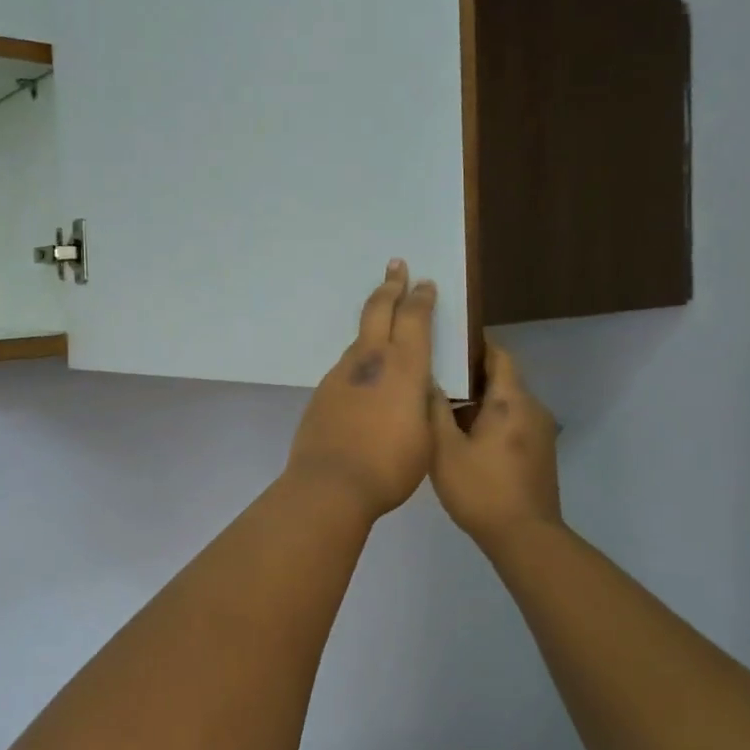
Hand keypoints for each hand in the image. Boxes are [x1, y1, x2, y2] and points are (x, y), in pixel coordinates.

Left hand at [285, 261, 437, 523]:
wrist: (331, 483)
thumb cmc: (390, 465)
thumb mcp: (426, 436)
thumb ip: (424, 404)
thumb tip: (419, 388)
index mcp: (403, 367)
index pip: (414, 318)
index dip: (421, 298)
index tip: (425, 283)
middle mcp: (369, 360)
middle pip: (378, 310)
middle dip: (390, 285)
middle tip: (395, 266)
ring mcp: (341, 373)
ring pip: (360, 337)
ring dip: (373, 323)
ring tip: (383, 320)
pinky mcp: (323, 391)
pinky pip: (347, 365)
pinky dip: (360, 358)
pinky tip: (365, 376)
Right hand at [430, 344, 563, 552]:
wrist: (525, 537)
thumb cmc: (481, 489)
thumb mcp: (445, 448)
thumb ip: (435, 409)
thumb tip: (426, 379)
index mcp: (511, 400)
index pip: (498, 354)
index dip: (474, 344)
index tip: (446, 342)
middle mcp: (532, 408)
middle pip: (502, 377)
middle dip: (469, 374)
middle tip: (433, 375)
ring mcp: (540, 431)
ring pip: (506, 402)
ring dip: (478, 400)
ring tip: (441, 406)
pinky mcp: (539, 452)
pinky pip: (512, 422)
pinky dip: (489, 419)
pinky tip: (461, 436)